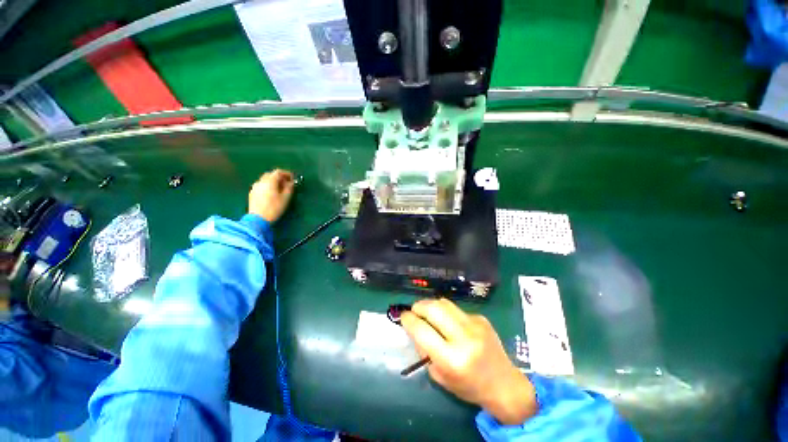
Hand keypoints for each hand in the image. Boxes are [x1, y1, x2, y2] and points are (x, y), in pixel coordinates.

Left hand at [248, 169, 294, 221]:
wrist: (258, 219)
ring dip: (273, 182)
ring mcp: (255, 187)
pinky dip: (268, 186)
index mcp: (269, 181)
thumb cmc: (274, 208)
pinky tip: (272, 194)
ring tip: (280, 189)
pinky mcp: (252, 193)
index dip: (286, 174)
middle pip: (271, 175)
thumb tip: (291, 182)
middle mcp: (261, 181)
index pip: (278, 172)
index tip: (292, 178)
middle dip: (279, 177)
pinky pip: (261, 186)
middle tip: (287, 183)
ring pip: (265, 180)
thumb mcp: (286, 198)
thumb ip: (289, 188)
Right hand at [401, 298, 537, 424]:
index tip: (403, 317)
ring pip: (445, 303)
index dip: (409, 320)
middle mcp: (464, 338)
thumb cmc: (469, 386)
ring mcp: (475, 325)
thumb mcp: (440, 376)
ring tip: (427, 311)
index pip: (422, 331)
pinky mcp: (481, 318)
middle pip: (434, 309)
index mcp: (452, 359)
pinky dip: (447, 313)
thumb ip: (425, 351)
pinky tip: (450, 323)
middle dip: (419, 306)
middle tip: (414, 310)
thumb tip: (415, 328)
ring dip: (431, 305)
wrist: (504, 384)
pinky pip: (457, 310)